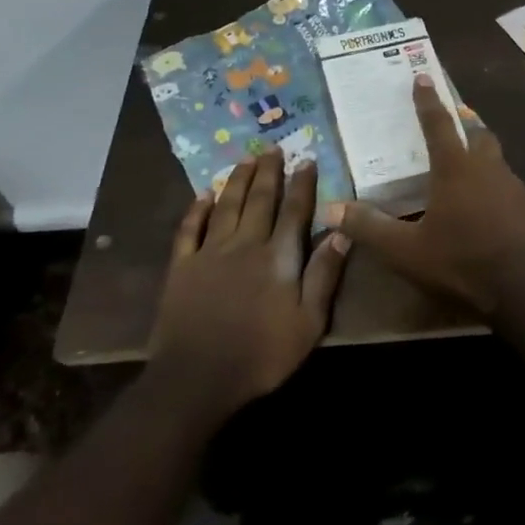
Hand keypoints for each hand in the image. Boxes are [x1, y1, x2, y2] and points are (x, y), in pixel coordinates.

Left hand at [150, 149, 348, 412]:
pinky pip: (189, 230)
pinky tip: (202, 195)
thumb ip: (324, 274)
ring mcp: (209, 253)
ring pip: (226, 206)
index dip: (302, 184)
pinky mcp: (181, 268)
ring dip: (237, 180)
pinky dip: (196, 210)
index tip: (307, 159)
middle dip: (269, 172)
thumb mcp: (309, 321)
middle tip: (273, 147)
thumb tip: (342, 232)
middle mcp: (245, 244)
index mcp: (278, 257)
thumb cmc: (262, 352)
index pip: (295, 211)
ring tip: (245, 159)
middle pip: (259, 200)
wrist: (197, 378)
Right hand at [330, 75, 524, 312]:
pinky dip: (491, 174)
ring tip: (466, 152)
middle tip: (453, 114)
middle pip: (476, 131)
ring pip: (494, 153)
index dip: (428, 100)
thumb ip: (370, 228)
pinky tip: (484, 194)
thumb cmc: (461, 261)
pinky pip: (505, 178)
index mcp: (456, 168)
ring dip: (480, 145)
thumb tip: (332, 208)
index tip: (422, 76)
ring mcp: (511, 185)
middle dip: (463, 119)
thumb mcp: (406, 251)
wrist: (524, 286)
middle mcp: (486, 167)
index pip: (438, 124)